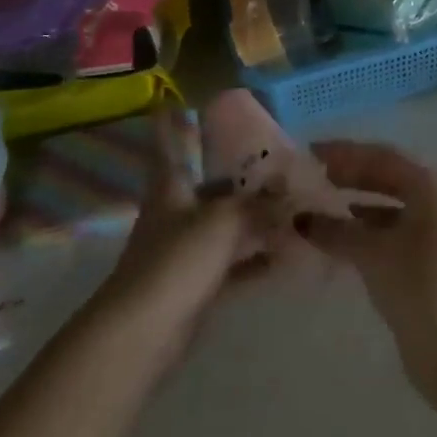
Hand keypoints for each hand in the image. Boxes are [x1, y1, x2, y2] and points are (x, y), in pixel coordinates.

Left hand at [97, 110, 272, 364]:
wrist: (141, 337)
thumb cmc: (175, 262)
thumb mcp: (224, 222)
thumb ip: (259, 207)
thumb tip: (292, 196)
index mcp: (171, 188)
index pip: (169, 145)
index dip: (172, 122)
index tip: (177, 99)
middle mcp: (176, 213)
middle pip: (208, 185)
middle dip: (238, 173)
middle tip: (276, 156)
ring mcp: (185, 252)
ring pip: (226, 225)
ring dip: (255, 218)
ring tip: (294, 204)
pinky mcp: (196, 287)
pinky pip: (235, 264)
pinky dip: (258, 258)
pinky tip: (289, 254)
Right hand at [301, 141, 436, 397]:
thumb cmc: (419, 284)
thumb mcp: (373, 252)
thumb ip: (336, 231)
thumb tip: (300, 218)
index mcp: (424, 186)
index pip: (378, 156)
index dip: (344, 152)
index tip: (309, 152)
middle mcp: (427, 201)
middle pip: (381, 177)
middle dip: (346, 174)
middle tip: (308, 177)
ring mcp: (424, 232)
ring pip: (380, 206)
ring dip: (350, 203)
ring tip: (313, 206)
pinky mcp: (417, 261)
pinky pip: (381, 232)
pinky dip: (358, 230)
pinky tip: (334, 238)